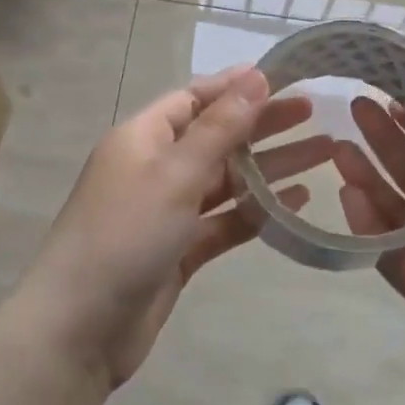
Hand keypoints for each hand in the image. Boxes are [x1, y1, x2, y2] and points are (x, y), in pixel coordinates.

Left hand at [24, 67, 331, 385]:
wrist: (81, 327)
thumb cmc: (125, 235)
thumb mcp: (174, 173)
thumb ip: (219, 129)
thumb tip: (254, 77)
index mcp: (141, 138)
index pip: (193, 98)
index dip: (234, 87)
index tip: (282, 77)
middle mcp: (154, 169)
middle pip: (215, 137)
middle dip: (262, 124)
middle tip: (315, 113)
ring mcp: (166, 212)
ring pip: (225, 181)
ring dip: (269, 168)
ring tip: (323, 153)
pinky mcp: (179, 251)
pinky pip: (224, 222)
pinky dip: (256, 211)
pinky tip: (297, 202)